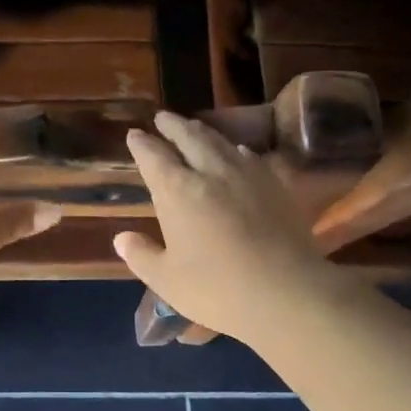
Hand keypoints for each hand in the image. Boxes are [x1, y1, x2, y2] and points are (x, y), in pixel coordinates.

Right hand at [114, 111, 345, 342]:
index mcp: (176, 191)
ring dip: (201, 131)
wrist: (288, 292)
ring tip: (193, 127)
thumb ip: (142, 256)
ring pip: (219, 141)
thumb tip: (122, 238)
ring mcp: (245, 175)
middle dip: (172, 125)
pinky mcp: (274, 184)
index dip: (141, 143)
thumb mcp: (167, 280)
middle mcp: (209, 172)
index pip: (153, 156)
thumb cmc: (218, 290)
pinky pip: (249, 156)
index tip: (134, 134)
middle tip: (162, 117)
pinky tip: (237, 152)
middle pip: (188, 136)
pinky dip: (234, 149)